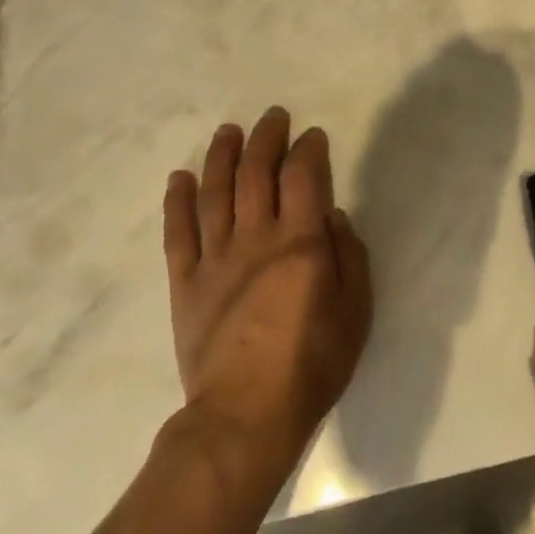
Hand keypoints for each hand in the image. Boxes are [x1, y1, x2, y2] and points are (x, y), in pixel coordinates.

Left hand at [162, 107, 371, 479]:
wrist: (245, 416)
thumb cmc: (312, 363)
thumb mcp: (356, 309)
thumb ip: (348, 254)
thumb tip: (331, 214)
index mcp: (301, 241)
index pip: (302, 176)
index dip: (307, 149)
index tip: (312, 136)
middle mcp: (256, 237)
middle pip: (256, 173)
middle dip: (266, 138)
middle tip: (273, 117)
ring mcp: (215, 258)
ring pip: (215, 192)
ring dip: (221, 156)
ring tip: (228, 131)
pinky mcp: (185, 283)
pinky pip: (178, 233)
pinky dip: (178, 201)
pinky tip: (180, 177)